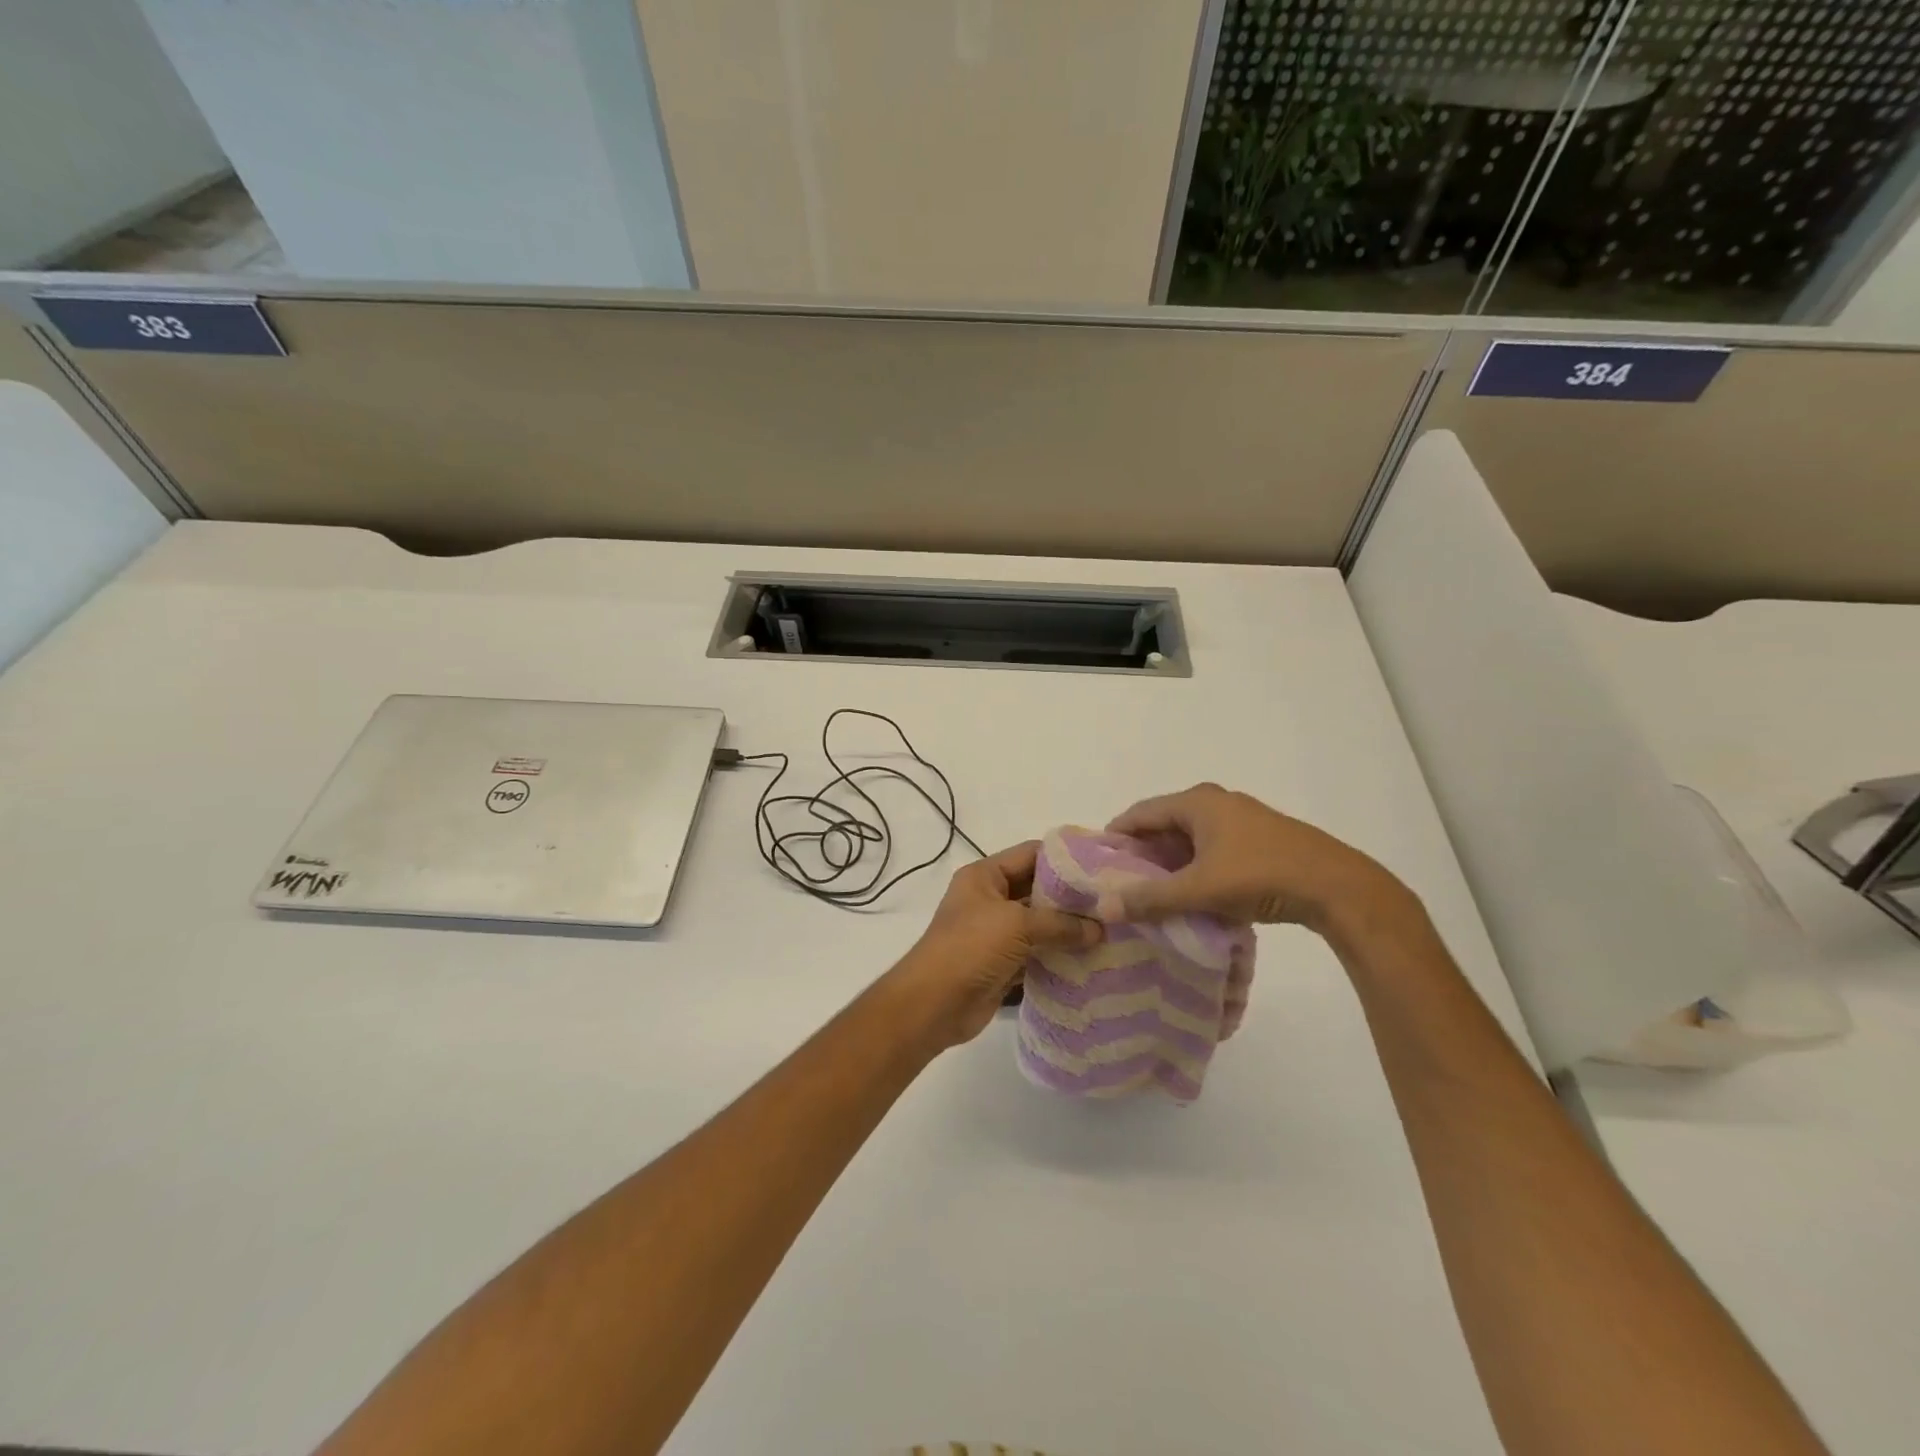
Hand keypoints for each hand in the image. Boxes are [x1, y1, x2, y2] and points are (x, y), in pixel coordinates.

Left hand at [885, 842, 1101, 1050]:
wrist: (933, 1005)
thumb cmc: (969, 949)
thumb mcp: (1016, 925)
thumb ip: (1060, 924)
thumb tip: (1099, 930)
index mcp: (984, 876)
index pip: (1031, 854)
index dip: (1064, 857)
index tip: (1102, 865)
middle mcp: (989, 899)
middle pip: (1037, 889)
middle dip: (1071, 897)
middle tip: (1113, 902)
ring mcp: (995, 933)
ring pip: (1039, 924)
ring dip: (1068, 929)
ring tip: (1110, 931)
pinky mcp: (1002, 964)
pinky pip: (1036, 953)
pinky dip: (1058, 956)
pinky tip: (1090, 959)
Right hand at [1102, 783, 1414, 935]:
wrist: (1337, 887)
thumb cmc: (1260, 876)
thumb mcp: (1199, 889)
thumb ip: (1150, 898)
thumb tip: (1104, 907)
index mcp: (1197, 802)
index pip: (1141, 812)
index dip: (1117, 835)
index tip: (1098, 862)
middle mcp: (1217, 801)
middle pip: (1165, 824)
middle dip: (1143, 853)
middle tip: (1123, 882)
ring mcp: (1242, 818)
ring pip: (1191, 838)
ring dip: (1171, 862)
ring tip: (1154, 893)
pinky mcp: (1261, 838)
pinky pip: (1214, 847)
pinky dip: (1197, 866)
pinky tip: (1194, 894)